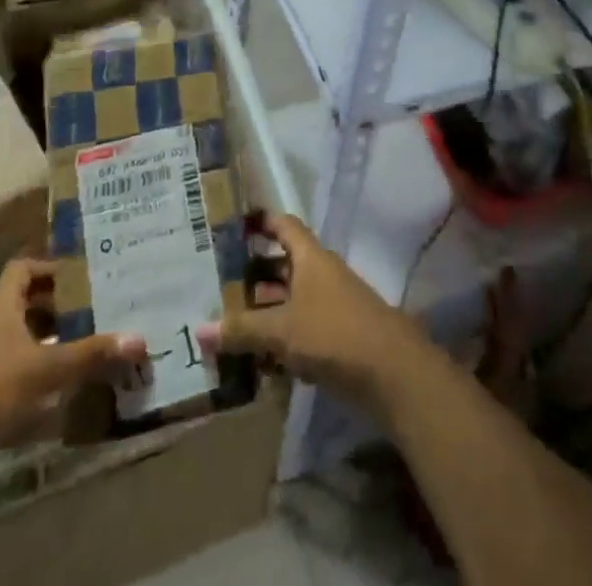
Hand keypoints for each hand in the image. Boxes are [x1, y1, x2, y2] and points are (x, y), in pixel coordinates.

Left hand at [0, 260, 146, 459]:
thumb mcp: (41, 369)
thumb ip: (88, 355)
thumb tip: (140, 338)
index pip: (24, 269)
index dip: (53, 267)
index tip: (86, 274)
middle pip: (25, 309)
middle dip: (60, 311)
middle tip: (99, 313)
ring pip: (20, 350)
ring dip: (49, 352)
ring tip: (89, 356)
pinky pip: (11, 389)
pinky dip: (35, 394)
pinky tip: (61, 407)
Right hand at [197, 214, 425, 408]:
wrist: (391, 369)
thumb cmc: (333, 333)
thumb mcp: (282, 330)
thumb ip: (243, 329)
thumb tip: (201, 329)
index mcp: (311, 257)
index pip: (285, 226)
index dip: (262, 222)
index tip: (236, 225)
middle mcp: (323, 273)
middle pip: (286, 263)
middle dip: (256, 271)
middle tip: (220, 281)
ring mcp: (334, 303)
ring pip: (294, 297)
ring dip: (268, 307)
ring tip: (233, 320)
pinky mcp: (340, 334)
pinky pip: (304, 325)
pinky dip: (284, 335)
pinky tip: (261, 357)